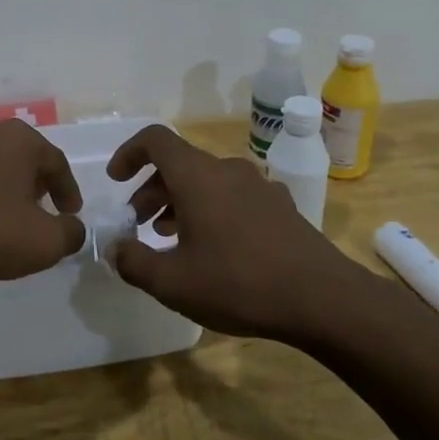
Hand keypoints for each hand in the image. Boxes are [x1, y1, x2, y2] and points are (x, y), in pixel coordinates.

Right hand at [107, 125, 378, 340]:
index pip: (155, 140)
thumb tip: (115, 248)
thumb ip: (133, 262)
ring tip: (168, 238)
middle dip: (151, 189)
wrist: (323, 299)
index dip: (129, 153)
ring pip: (207, 182)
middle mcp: (227, 170)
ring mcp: (258, 186)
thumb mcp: (172, 282)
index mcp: (197, 176)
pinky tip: (212, 249)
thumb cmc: (238, 284)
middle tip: (138, 223)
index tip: (116, 180)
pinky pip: (233, 197)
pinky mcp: (280, 206)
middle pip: (179, 164)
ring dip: (180, 202)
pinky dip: (211, 211)